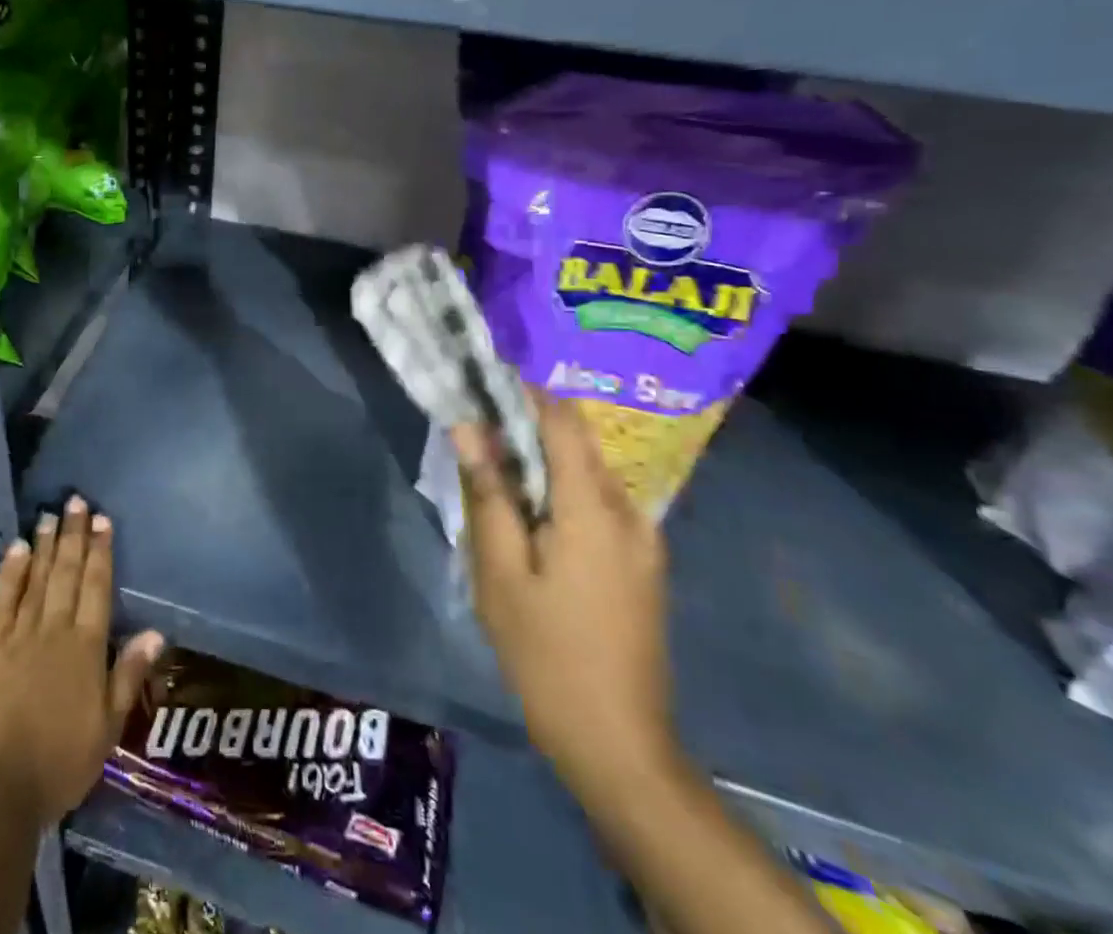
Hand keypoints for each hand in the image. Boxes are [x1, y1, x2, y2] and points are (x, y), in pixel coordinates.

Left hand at [0, 496, 164, 825]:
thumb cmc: (60, 763)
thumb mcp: (108, 728)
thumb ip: (128, 675)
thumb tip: (156, 632)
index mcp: (86, 648)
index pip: (97, 587)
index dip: (100, 551)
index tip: (102, 520)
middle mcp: (55, 630)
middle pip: (66, 573)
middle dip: (73, 536)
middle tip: (75, 501)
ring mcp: (19, 636)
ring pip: (36, 579)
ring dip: (44, 545)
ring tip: (49, 515)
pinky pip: (2, 601)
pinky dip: (10, 573)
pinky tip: (15, 548)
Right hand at [452, 394, 676, 800]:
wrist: (619, 743)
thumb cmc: (547, 653)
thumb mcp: (499, 572)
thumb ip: (487, 493)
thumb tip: (469, 427)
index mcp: (592, 509)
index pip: (562, 421)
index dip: (526, 389)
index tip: (487, 369)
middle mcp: (629, 512)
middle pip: (578, 442)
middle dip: (530, 420)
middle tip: (479, 413)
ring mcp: (644, 540)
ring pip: (589, 471)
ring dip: (545, 455)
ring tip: (496, 455)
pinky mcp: (643, 562)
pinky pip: (599, 501)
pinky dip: (562, 486)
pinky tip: (530, 505)